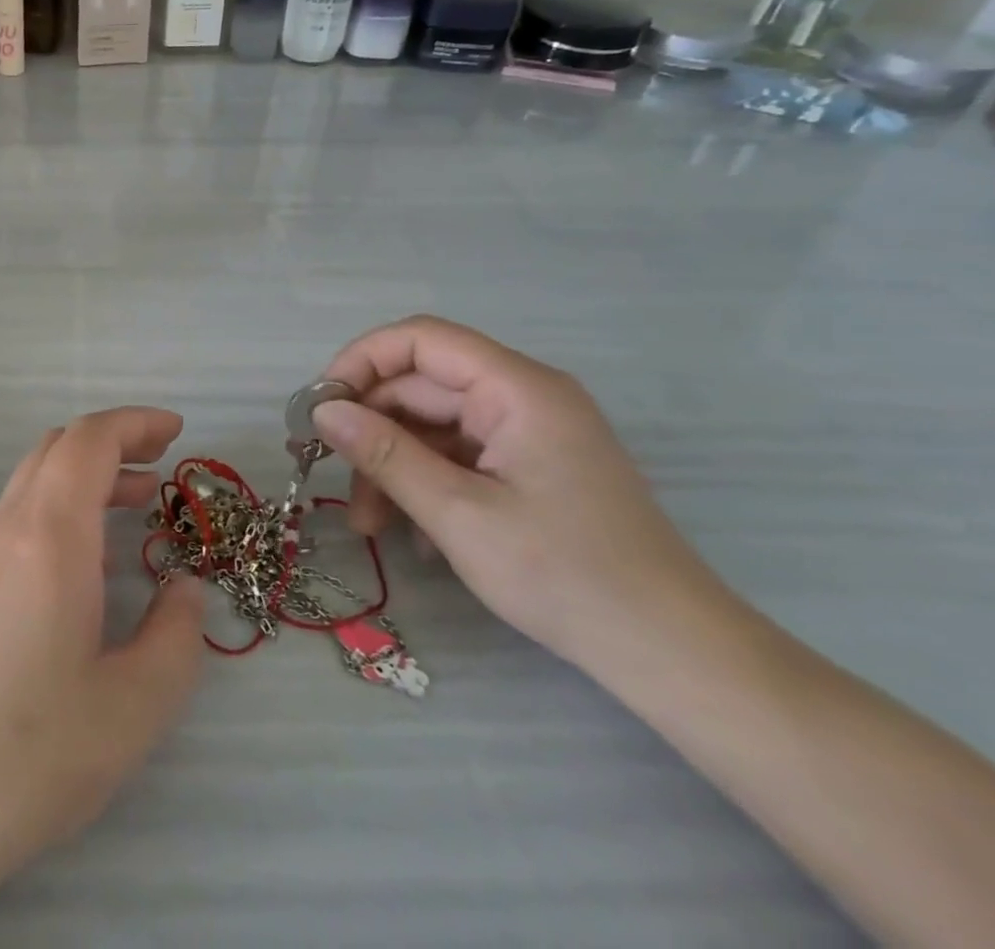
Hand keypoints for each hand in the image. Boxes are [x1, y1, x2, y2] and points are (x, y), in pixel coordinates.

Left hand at [0, 408, 207, 940]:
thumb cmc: (21, 756)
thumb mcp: (130, 710)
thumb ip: (175, 639)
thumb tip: (184, 588)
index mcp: (47, 537)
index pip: (88, 440)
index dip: (135, 423)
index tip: (177, 431)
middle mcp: (4, 531)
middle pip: (56, 449)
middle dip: (112, 443)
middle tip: (160, 468)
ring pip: (32, 485)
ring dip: (84, 479)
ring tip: (133, 510)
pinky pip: (14, 522)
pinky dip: (58, 513)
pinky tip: (81, 569)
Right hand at [312, 316, 726, 672]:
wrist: (673, 655)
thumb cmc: (565, 576)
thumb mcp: (458, 514)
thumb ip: (385, 454)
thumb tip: (323, 410)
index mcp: (517, 388)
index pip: (420, 339)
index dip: (361, 361)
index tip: (321, 406)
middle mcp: (522, 396)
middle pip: (421, 387)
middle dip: (372, 430)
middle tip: (332, 477)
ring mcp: (528, 432)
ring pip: (433, 426)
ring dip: (394, 466)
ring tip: (369, 525)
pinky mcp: (530, 466)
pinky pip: (459, 456)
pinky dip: (427, 484)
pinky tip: (413, 535)